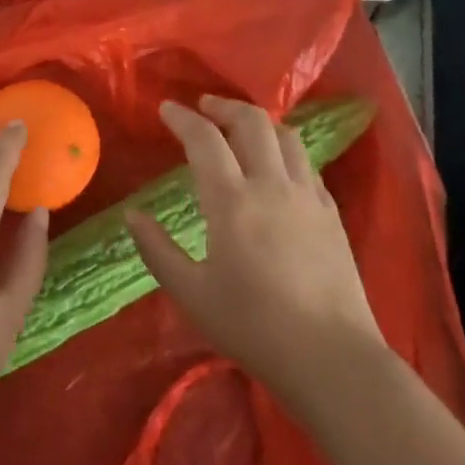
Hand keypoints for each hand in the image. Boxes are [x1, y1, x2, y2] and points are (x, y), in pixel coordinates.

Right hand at [127, 96, 382, 410]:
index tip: (166, 108)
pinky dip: (284, 150)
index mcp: (232, 201)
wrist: (332, 358)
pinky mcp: (331, 213)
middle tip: (204, 107)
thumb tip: (132, 215)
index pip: (204, 139)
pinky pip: (306, 164)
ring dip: (258, 122)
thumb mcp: (192, 294)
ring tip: (241, 127)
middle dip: (224, 106)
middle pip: (251, 122)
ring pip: (285, 136)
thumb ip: (157, 250)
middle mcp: (271, 185)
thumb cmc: (254, 327)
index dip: (182, 118)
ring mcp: (307, 196)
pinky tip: (277, 166)